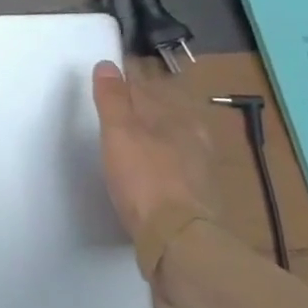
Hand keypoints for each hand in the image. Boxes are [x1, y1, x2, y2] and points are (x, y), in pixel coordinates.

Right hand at [92, 61, 215, 242]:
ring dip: (154, 138)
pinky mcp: (198, 199)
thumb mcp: (119, 133)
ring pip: (172, 143)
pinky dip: (161, 164)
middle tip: (118, 110)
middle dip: (143, 110)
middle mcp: (195, 139)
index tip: (109, 83)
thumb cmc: (145, 179)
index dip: (127, 84)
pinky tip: (151, 173)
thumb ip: (113, 98)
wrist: (178, 242)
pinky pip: (176, 169)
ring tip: (133, 140)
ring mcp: (200, 171)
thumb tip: (107, 64)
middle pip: (163, 115)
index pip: (148, 89)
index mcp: (178, 118)